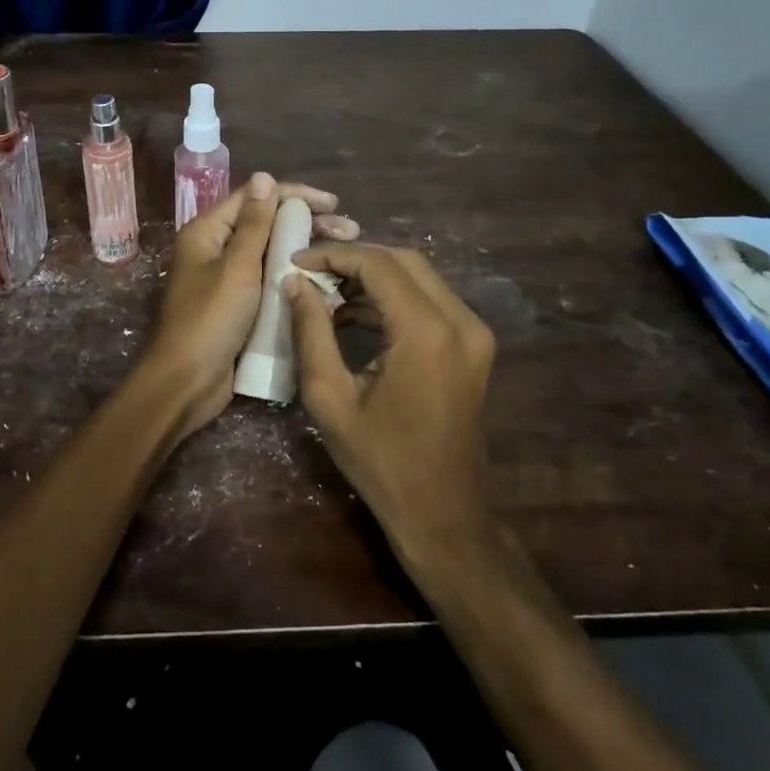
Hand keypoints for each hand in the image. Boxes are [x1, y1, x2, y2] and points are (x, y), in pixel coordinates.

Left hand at [141, 172, 359, 434]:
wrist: (186, 383)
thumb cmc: (209, 320)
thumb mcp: (237, 268)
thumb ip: (254, 224)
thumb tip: (264, 177)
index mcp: (208, 232)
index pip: (255, 198)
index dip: (295, 195)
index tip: (333, 203)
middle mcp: (216, 249)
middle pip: (266, 224)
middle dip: (307, 223)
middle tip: (350, 231)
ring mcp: (228, 279)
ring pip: (272, 254)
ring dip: (306, 250)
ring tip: (345, 254)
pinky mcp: (240, 306)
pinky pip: (271, 281)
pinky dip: (296, 277)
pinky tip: (327, 282)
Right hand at [284, 244, 496, 566]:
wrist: (443, 514)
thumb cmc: (380, 462)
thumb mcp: (330, 398)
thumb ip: (311, 332)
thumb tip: (295, 283)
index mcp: (427, 333)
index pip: (378, 265)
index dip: (333, 255)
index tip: (296, 261)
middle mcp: (461, 322)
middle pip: (404, 261)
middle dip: (354, 259)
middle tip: (311, 270)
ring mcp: (474, 333)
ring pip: (420, 277)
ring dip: (374, 276)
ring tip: (326, 292)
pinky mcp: (474, 346)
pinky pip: (431, 301)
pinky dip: (394, 297)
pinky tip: (355, 314)